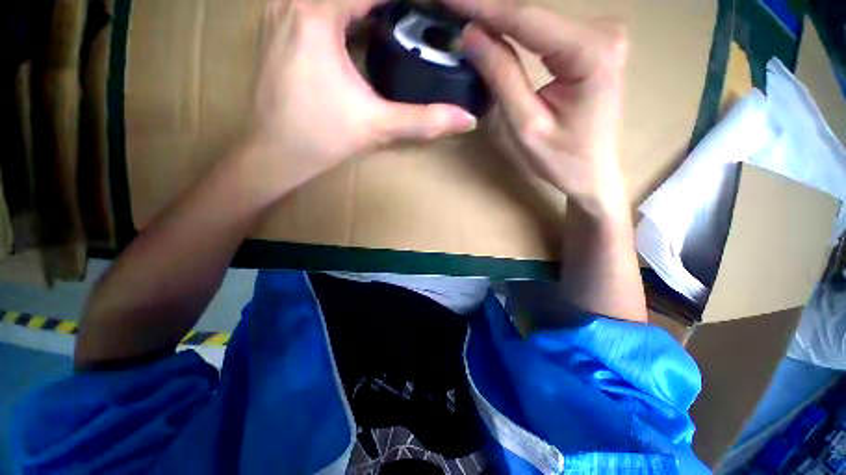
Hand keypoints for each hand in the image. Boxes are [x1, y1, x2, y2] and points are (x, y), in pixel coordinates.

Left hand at [243, 0, 477, 196]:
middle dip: (387, 7)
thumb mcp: (377, 125)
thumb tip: (467, 120)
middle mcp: (294, 2)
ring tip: (398, 23)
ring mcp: (281, 12)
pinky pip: (319, 5)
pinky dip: (346, 13)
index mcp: (317, 15)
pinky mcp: (279, 28)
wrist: (275, 152)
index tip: (431, 9)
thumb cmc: (322, 138)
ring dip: (366, 9)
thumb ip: (424, 119)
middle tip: (417, 18)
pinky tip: (365, 31)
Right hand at [445, 0, 628, 215]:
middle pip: (532, 14)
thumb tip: (472, 35)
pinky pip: (543, 31)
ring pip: (535, 20)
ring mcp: (599, 34)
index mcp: (592, 52)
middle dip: (488, 10)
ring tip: (465, 15)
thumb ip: (503, 77)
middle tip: (450, 6)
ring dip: (498, 18)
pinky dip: (514, 29)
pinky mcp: (589, 44)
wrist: (593, 173)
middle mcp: (603, 31)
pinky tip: (491, 28)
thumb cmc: (562, 160)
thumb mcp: (526, 125)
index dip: (483, 6)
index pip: (526, 19)